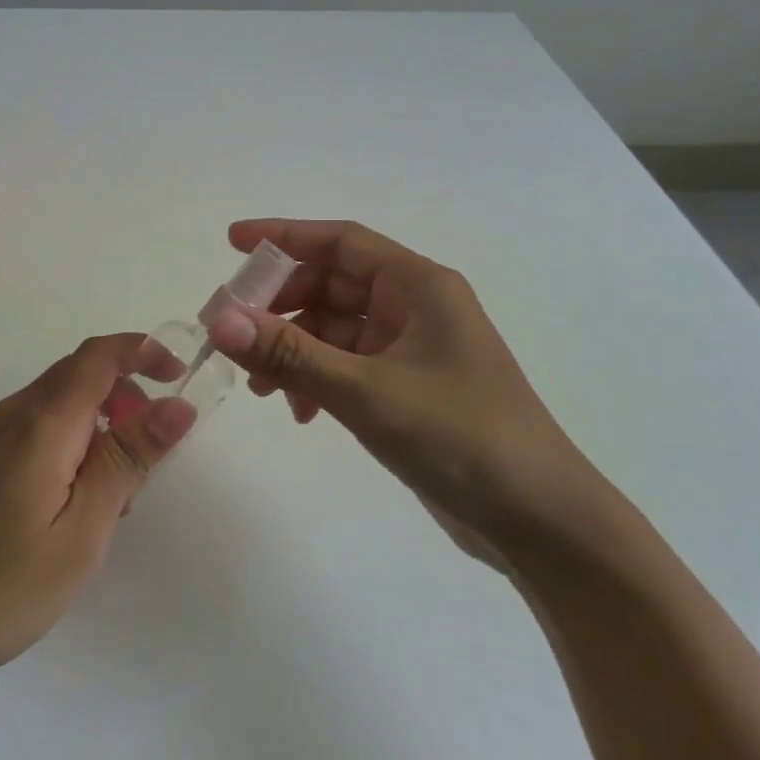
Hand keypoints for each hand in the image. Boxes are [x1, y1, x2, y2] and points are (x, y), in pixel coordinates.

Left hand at [0, 335, 195, 699]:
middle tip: (153, 453)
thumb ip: (127, 461)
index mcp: (44, 420)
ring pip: (60, 405)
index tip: (181, 377)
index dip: (145, 351)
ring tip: (116, 494)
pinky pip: (38, 431)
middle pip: (81, 374)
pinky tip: (71, 506)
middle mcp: (15, 414)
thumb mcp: (80, 530)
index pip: (101, 354)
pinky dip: (73, 445)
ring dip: (101, 425)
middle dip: (128, 395)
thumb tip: (177, 405)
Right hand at [205, 219, 604, 563]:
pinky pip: (346, 365)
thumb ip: (291, 355)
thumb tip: (219, 319)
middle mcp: (415, 306)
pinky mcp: (407, 387)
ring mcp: (412, 349)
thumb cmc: (462, 438)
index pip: (341, 241)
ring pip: (335, 328)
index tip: (232, 243)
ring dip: (293, 348)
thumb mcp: (367, 392)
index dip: (284, 236)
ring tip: (259, 386)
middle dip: (279, 304)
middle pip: (331, 284)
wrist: (541, 522)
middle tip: (230, 330)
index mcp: (419, 285)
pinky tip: (300, 413)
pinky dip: (316, 379)